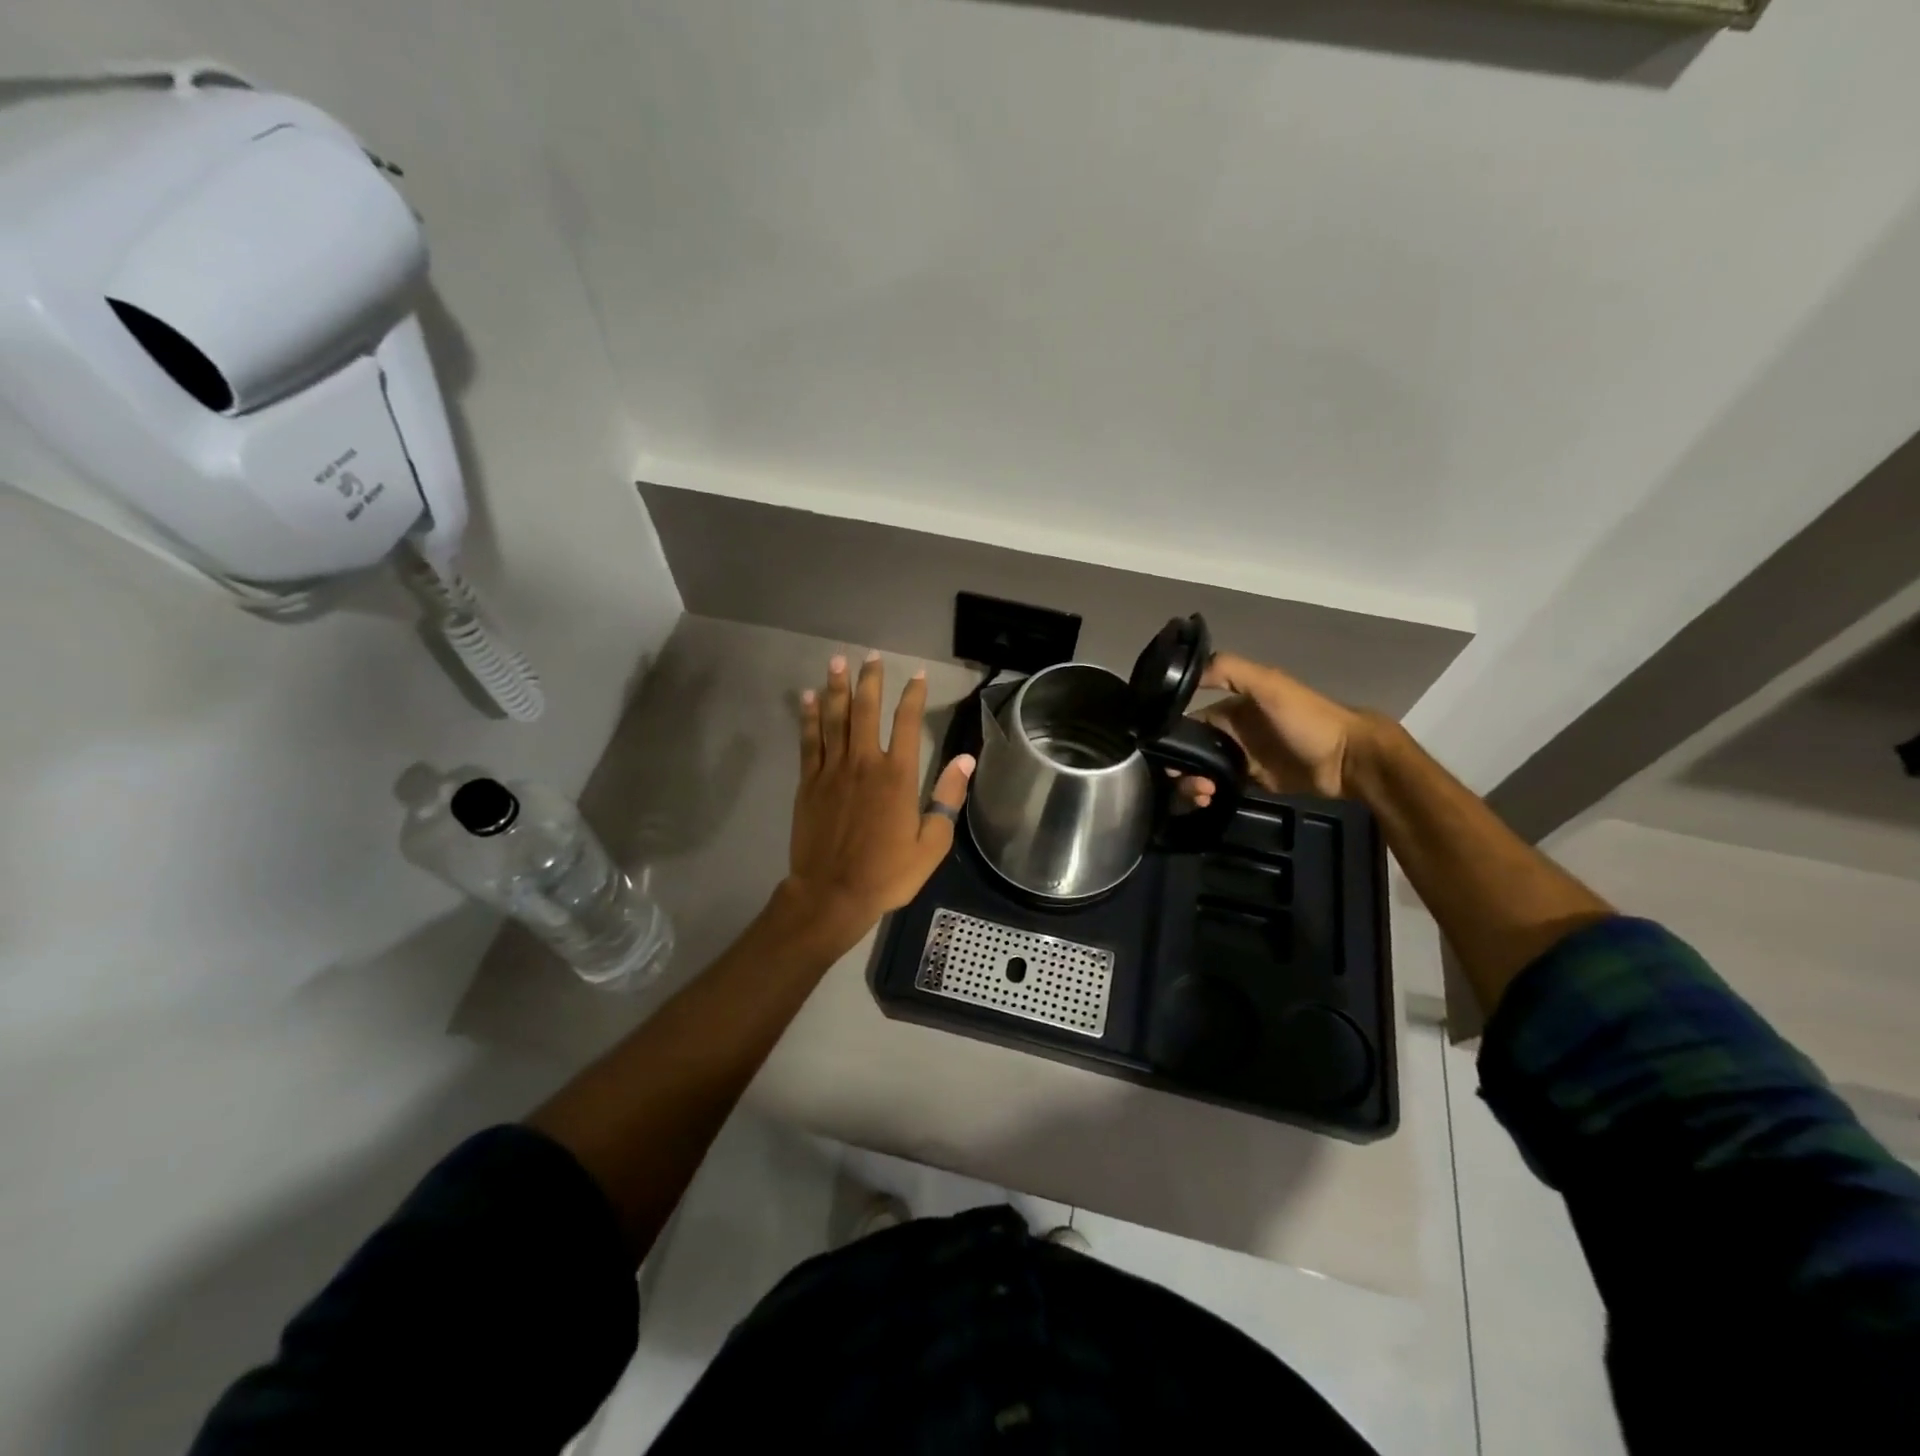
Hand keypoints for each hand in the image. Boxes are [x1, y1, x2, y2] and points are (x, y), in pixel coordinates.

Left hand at [784, 651, 974, 935]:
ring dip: (836, 688)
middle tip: (870, 656)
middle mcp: (864, 763)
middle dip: (869, 680)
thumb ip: (948, 798)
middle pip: (865, 710)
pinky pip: (809, 741)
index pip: (906, 722)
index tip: (917, 674)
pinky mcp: (808, 782)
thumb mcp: (931, 843)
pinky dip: (809, 717)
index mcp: (897, 776)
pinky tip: (809, 697)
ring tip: (836, 661)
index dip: (912, 695)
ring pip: (834, 718)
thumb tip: (966, 760)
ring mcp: (832, 770)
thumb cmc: (887, 873)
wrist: (832, 894)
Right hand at [1182, 651, 1373, 804]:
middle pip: (1191, 750)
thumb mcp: (1269, 685)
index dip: (1172, 736)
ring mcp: (1242, 761)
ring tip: (1202, 795)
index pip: (1188, 721)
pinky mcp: (1252, 785)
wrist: (1348, 762)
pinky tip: (1208, 801)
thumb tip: (1184, 671)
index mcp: (1232, 708)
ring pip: (1201, 772)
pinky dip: (1206, 796)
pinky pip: (1219, 789)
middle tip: (1185, 781)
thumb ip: (1229, 671)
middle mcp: (1232, 733)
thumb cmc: (1307, 720)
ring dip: (1191, 784)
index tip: (1162, 753)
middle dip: (1179, 766)